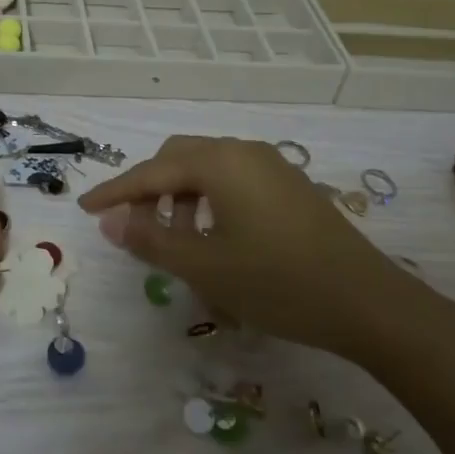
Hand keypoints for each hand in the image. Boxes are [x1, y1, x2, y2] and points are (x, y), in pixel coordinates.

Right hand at [79, 136, 454, 384]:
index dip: (115, 192)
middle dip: (149, 190)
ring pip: (207, 168)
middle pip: (179, 158)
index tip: (85, 209)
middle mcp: (243, 150)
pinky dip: (209, 200)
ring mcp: (272, 166)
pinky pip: (233, 180)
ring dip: (181, 196)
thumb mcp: (205, 266)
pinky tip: (215, 238)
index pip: (151, 172)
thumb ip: (151, 239)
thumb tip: (109, 220)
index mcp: (219, 162)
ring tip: (177, 241)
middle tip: (133, 228)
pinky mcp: (290, 186)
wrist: (370, 303)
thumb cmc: (278, 282)